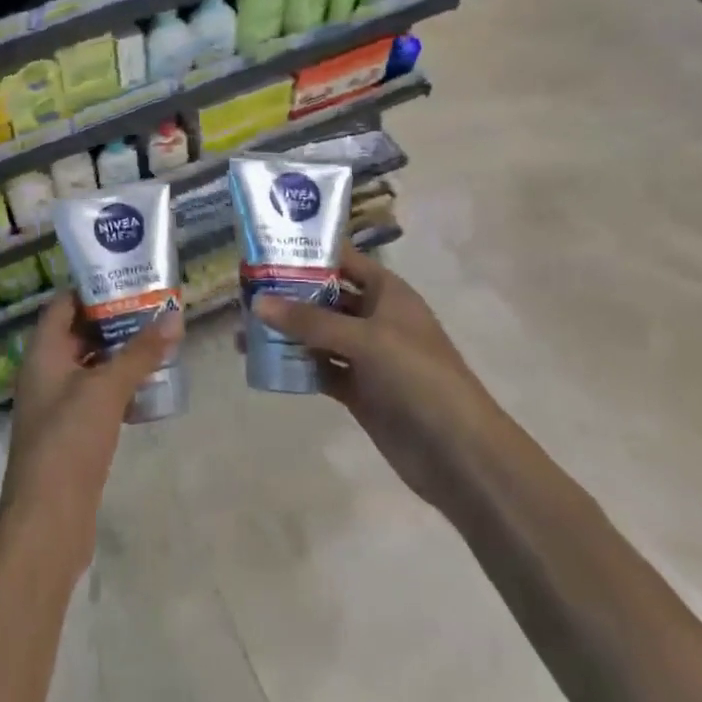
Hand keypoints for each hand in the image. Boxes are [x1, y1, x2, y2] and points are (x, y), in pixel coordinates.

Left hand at [0, 293, 182, 571]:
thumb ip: (140, 353)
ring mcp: (57, 405)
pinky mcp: (71, 432)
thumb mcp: (106, 390)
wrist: (48, 521)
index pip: (62, 305)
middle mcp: (45, 373)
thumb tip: (174, 315)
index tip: (129, 279)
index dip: (91, 288)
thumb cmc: (69, 442)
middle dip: (113, 320)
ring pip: (89, 365)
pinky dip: (118, 386)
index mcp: (42, 354)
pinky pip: (95, 396)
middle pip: (77, 333)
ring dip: (119, 354)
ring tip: (158, 340)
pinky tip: (149, 386)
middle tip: (153, 307)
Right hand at [252, 246, 492, 518]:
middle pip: (325, 297)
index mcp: (387, 293)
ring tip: (243, 330)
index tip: (265, 249)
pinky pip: (320, 369)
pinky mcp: (358, 390)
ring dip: (286, 332)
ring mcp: (366, 356)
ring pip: (318, 335)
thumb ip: (310, 321)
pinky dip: (295, 366)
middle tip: (243, 291)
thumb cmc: (419, 377)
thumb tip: (257, 302)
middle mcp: (375, 318)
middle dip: (288, 294)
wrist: (458, 453)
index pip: (343, 260)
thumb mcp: (365, 339)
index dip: (309, 252)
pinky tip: (262, 363)